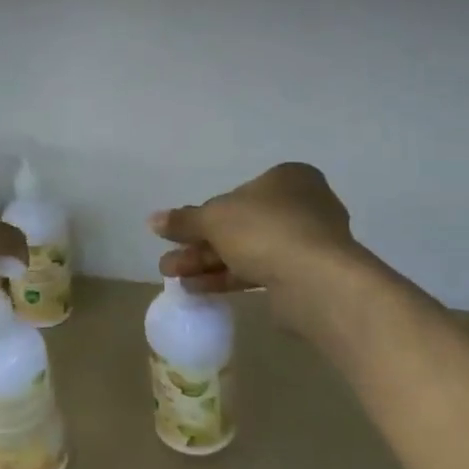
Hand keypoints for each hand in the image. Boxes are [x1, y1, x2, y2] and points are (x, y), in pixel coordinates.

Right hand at [150, 162, 357, 296]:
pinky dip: (227, 278)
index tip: (179, 233)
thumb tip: (153, 220)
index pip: (237, 193)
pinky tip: (196, 289)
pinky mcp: (304, 276)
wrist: (314, 281)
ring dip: (207, 263)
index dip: (204, 214)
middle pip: (239, 225)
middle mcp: (301, 206)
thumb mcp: (214, 218)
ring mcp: (305, 243)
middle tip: (169, 262)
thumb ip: (184, 220)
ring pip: (246, 250)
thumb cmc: (264, 230)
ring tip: (173, 278)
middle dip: (199, 245)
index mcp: (287, 179)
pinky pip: (259, 272)